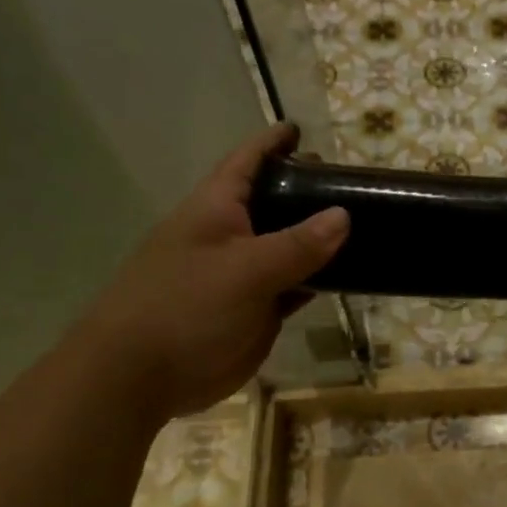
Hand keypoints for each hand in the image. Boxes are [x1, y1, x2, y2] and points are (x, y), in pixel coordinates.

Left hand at [80, 123, 348, 417]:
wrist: (142, 376)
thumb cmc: (185, 307)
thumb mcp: (245, 270)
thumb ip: (297, 245)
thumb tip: (343, 215)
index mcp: (216, 210)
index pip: (246, 163)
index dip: (271, 144)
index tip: (300, 129)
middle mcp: (231, 236)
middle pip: (274, 203)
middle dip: (306, 190)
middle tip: (352, 185)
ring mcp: (244, 276)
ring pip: (290, 248)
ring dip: (320, 238)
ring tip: (364, 225)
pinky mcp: (255, 311)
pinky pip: (294, 286)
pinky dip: (319, 279)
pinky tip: (349, 274)